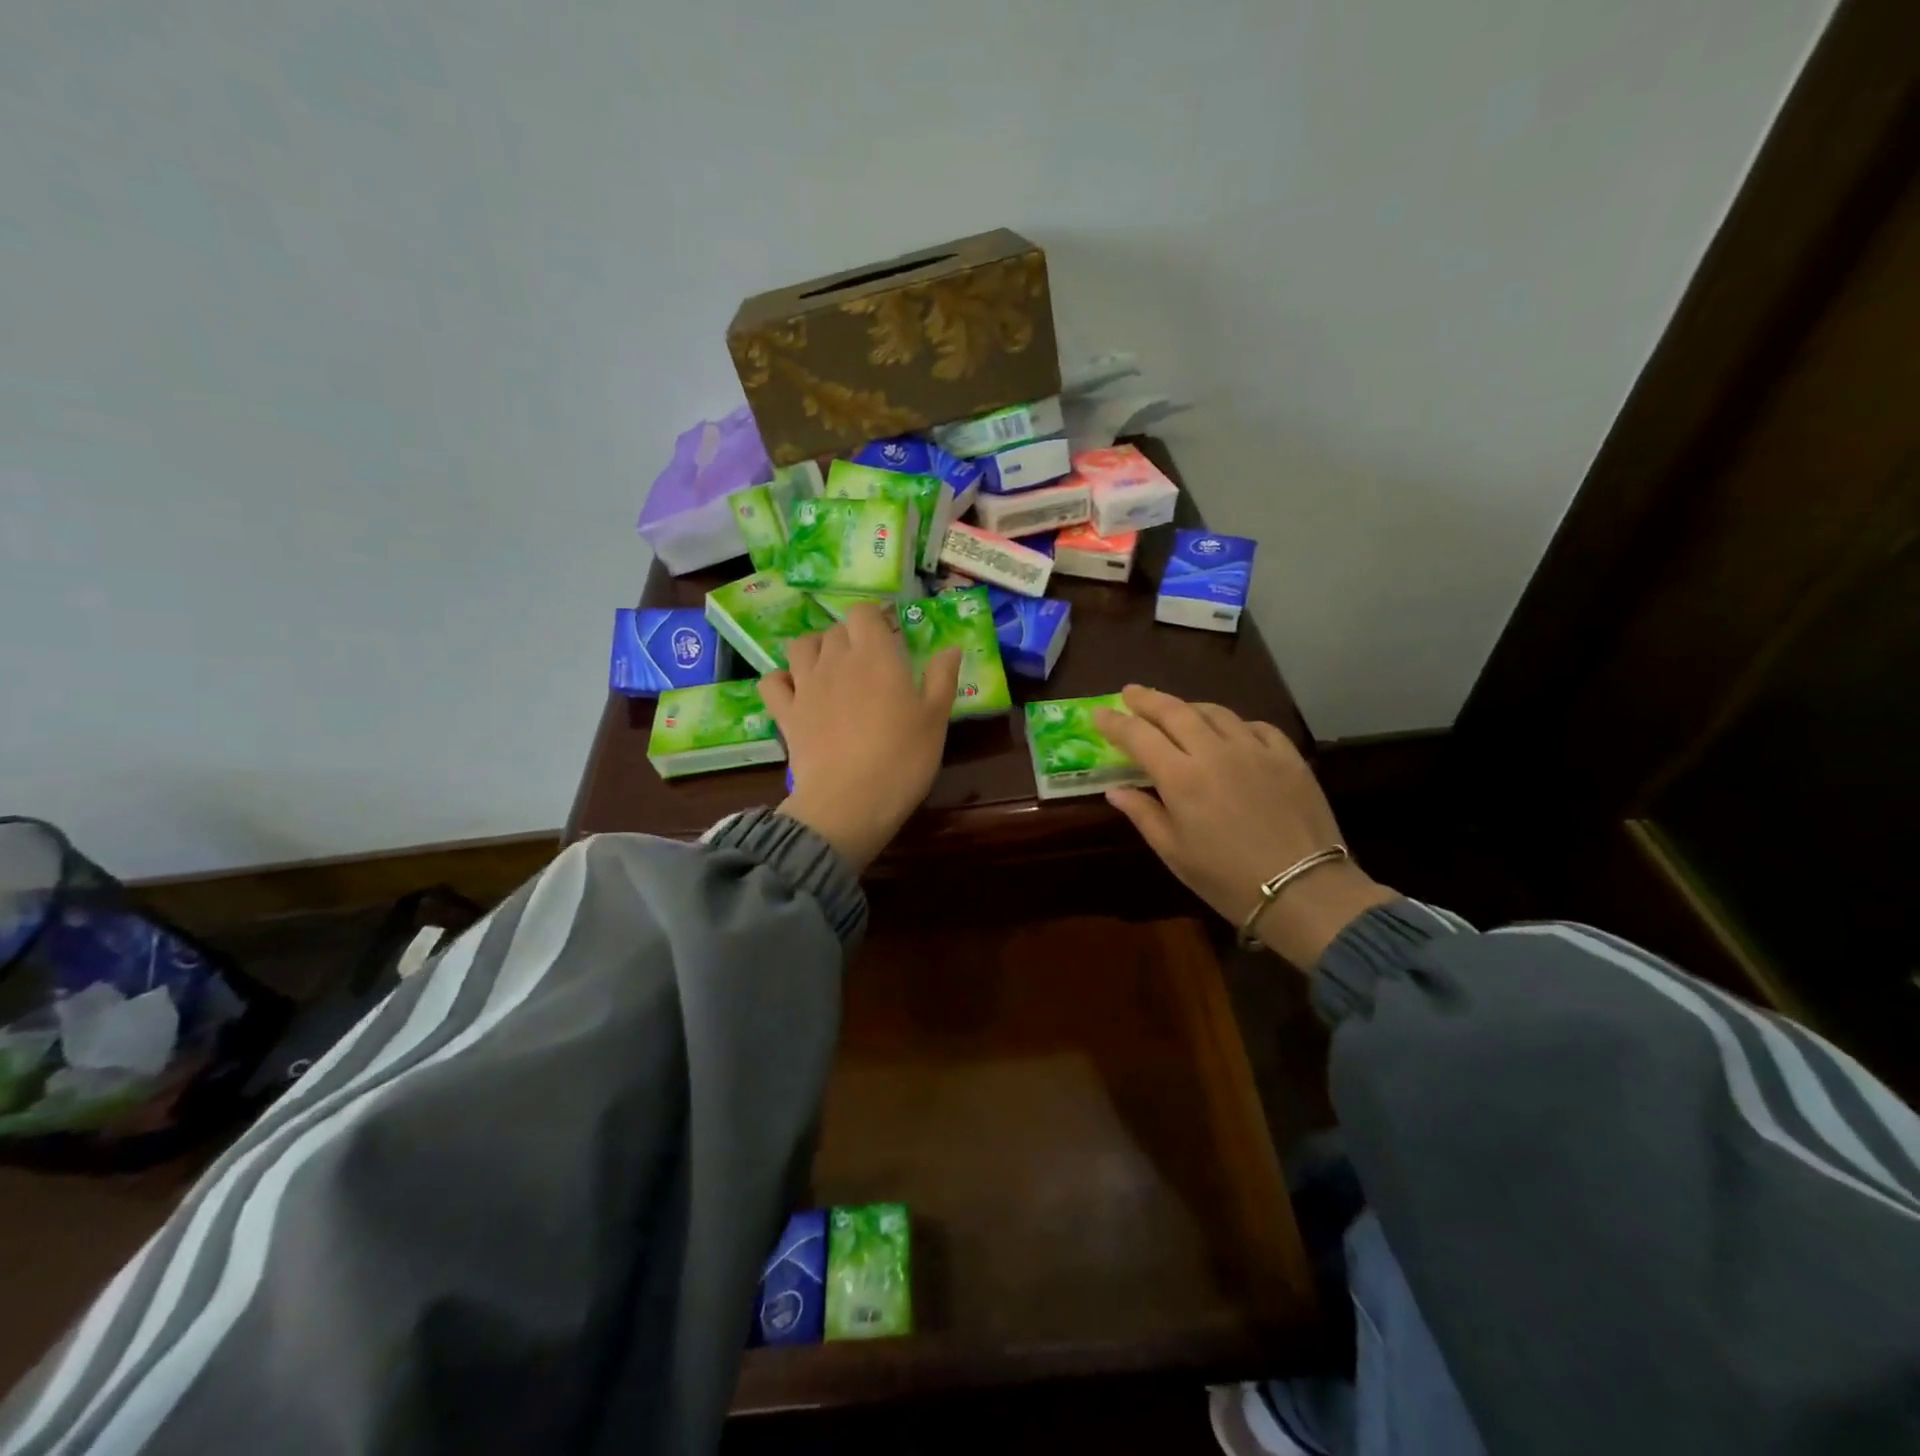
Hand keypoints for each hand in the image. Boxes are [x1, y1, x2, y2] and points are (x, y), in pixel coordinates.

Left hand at [759, 603, 961, 873]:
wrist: (850, 802)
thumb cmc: (902, 758)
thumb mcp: (935, 719)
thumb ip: (942, 677)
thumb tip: (951, 647)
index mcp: (875, 655)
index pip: (865, 612)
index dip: (876, 619)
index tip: (891, 638)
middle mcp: (835, 660)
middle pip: (836, 630)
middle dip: (852, 637)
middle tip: (870, 663)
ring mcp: (805, 686)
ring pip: (801, 646)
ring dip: (815, 649)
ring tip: (831, 668)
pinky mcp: (786, 714)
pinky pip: (772, 682)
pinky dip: (781, 680)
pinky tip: (796, 691)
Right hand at [1094, 685, 1396, 966]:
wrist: (1304, 890)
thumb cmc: (1227, 879)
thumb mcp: (1174, 853)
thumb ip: (1143, 814)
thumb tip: (1117, 790)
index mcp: (1181, 778)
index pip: (1139, 736)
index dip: (1115, 722)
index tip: (1098, 715)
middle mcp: (1215, 752)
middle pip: (1174, 711)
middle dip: (1147, 699)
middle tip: (1130, 693)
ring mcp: (1255, 749)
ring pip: (1215, 711)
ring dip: (1188, 707)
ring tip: (1175, 710)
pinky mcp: (1288, 755)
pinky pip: (1255, 726)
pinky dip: (1234, 723)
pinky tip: (1229, 732)